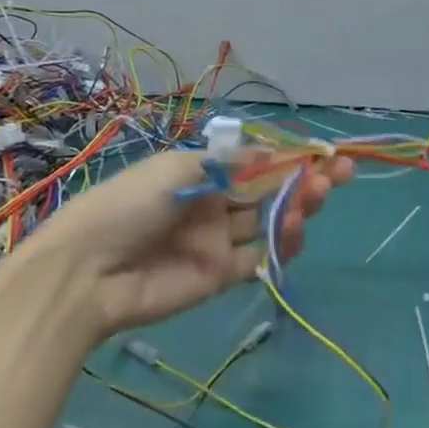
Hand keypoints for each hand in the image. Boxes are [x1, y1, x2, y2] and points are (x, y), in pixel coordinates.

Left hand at [8, 147, 351, 340]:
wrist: (88, 273)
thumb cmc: (129, 205)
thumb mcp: (178, 169)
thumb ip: (230, 164)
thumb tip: (273, 152)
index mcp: (200, 174)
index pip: (255, 163)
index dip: (289, 157)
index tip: (323, 152)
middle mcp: (213, 204)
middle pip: (270, 190)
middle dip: (305, 179)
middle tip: (341, 172)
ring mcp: (219, 241)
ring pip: (270, 221)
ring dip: (299, 206)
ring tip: (319, 193)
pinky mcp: (222, 275)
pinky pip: (260, 256)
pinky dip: (283, 242)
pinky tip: (295, 226)